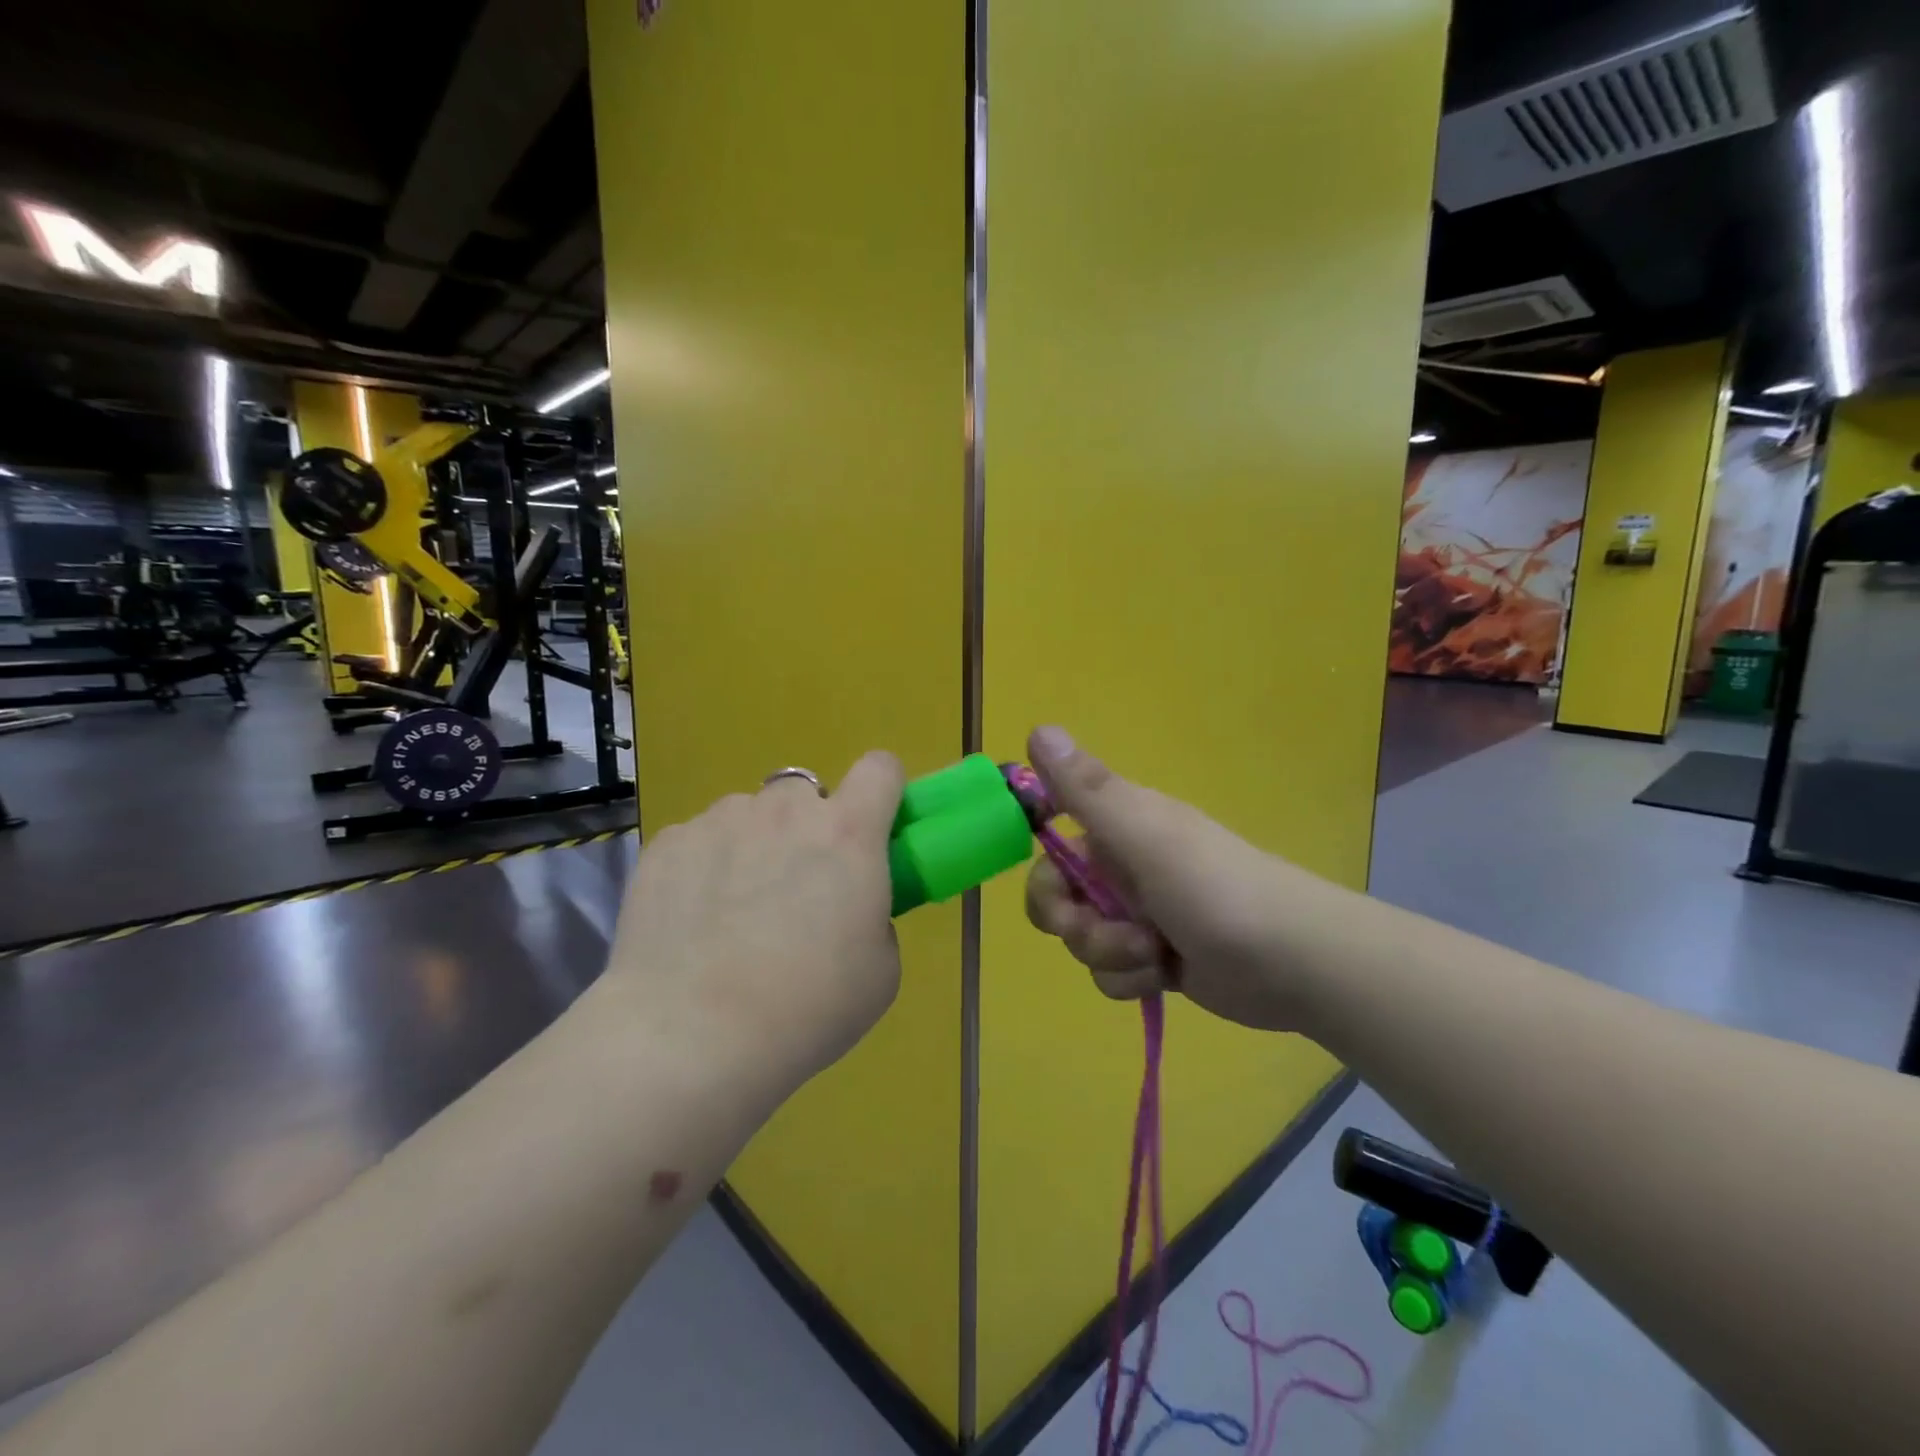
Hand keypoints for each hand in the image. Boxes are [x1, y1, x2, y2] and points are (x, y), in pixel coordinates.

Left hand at [600, 752, 906, 1101]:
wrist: (691, 1037)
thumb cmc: (806, 1008)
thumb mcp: (880, 971)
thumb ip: (873, 916)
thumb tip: (848, 905)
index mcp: (848, 832)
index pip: (881, 768)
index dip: (883, 791)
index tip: (874, 829)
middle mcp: (785, 809)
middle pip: (807, 792)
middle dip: (808, 827)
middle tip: (797, 886)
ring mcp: (720, 821)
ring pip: (749, 815)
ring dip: (754, 845)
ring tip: (733, 912)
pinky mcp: (668, 843)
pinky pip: (700, 839)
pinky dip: (704, 866)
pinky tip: (691, 922)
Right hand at [1023, 726, 1306, 1030]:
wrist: (1296, 962)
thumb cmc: (1216, 889)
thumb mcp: (1145, 835)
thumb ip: (1087, 789)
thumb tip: (1037, 728)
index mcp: (1119, 828)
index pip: (1052, 843)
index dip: (1046, 873)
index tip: (1062, 891)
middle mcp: (1123, 867)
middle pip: (1059, 900)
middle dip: (1075, 924)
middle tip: (1104, 931)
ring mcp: (1139, 915)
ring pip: (1084, 940)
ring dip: (1110, 954)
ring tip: (1155, 954)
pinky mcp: (1155, 957)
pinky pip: (1112, 972)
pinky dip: (1133, 978)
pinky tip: (1166, 976)